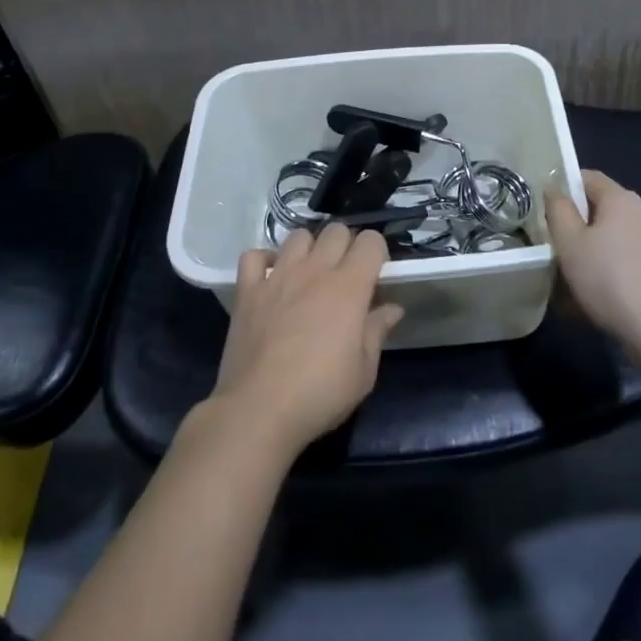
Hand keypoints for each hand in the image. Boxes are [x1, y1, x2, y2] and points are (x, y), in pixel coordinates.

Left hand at [209, 225, 404, 457]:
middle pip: (336, 230)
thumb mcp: (363, 371)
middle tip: (345, 275)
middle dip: (346, 245)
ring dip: (309, 248)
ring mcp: (277, 276)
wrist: (259, 410)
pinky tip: (271, 277)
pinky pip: (254, 256)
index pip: (370, 242)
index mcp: (348, 287)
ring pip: (298, 236)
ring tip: (310, 273)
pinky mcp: (248, 290)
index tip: (376, 274)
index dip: (377, 252)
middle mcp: (314, 270)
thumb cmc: (320, 393)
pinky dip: (264, 261)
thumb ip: (377, 331)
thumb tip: (393, 308)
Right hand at [546, 170, 640, 354]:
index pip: (587, 177)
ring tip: (564, 279)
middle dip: (572, 226)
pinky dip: (603, 273)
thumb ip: (557, 210)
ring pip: (608, 240)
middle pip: (598, 210)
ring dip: (586, 254)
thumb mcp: (570, 242)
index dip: (562, 186)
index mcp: (620, 199)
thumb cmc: (609, 278)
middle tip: (549, 245)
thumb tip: (554, 189)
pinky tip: (589, 299)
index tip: (542, 208)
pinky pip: (621, 263)